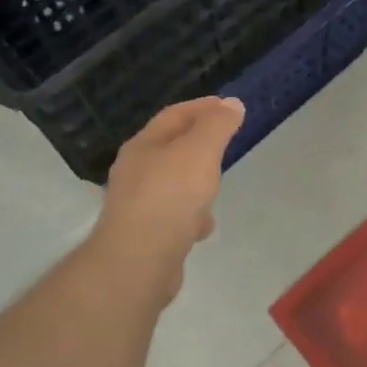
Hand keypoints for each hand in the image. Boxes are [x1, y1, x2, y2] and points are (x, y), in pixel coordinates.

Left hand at [92, 96, 244, 302]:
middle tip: (225, 142)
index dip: (203, 107)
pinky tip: (204, 226)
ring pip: (171, 184)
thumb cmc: (171, 195)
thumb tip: (232, 104)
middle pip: (170, 148)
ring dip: (194, 181)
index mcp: (144, 145)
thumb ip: (218, 125)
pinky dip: (190, 215)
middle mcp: (134, 172)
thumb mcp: (201, 150)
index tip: (229, 107)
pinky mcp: (143, 237)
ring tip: (217, 185)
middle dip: (198, 143)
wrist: (138, 262)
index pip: (174, 115)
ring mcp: (136, 206)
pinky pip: (172, 217)